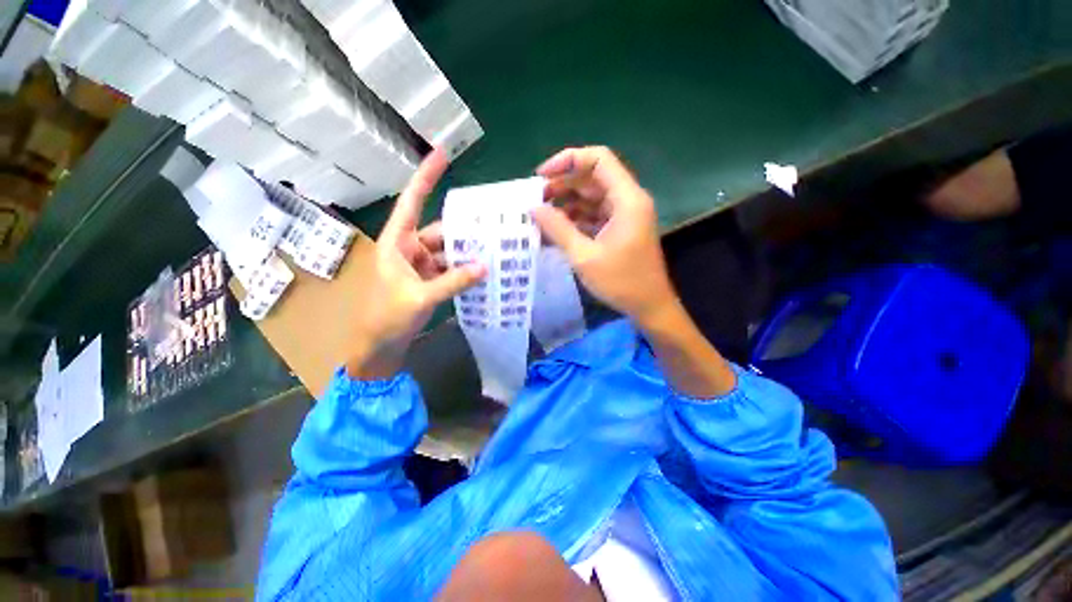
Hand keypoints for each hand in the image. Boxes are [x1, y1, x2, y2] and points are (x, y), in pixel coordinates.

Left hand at [345, 149, 486, 378]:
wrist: (379, 345)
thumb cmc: (387, 318)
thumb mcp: (421, 298)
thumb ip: (453, 282)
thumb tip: (485, 267)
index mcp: (396, 243)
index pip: (411, 202)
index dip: (425, 177)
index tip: (442, 154)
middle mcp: (409, 248)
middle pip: (440, 231)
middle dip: (464, 230)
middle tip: (493, 225)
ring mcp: (420, 265)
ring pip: (448, 251)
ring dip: (467, 252)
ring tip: (494, 249)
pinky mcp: (428, 280)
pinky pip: (450, 268)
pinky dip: (464, 269)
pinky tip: (482, 270)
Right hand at [532, 146, 676, 326]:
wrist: (649, 306)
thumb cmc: (621, 282)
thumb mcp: (584, 256)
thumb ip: (558, 228)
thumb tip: (533, 208)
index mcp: (626, 199)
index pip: (598, 159)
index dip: (567, 160)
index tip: (541, 176)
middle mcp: (628, 200)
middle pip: (592, 178)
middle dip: (562, 185)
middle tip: (535, 200)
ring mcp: (625, 215)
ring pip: (592, 197)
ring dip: (567, 203)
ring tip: (541, 216)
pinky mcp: (620, 229)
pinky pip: (595, 214)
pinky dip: (576, 219)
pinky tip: (556, 229)